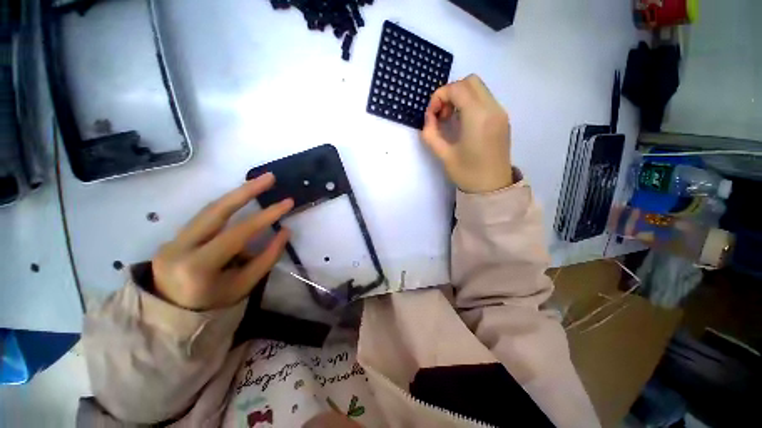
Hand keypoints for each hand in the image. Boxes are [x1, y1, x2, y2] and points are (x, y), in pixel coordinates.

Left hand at [151, 173, 292, 310]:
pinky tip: (242, 202)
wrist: (171, 316)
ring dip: (237, 194)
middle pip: (215, 210)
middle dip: (245, 190)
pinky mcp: (173, 236)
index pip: (237, 234)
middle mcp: (179, 248)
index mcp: (198, 267)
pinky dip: (227, 208)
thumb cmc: (213, 304)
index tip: (287, 202)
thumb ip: (267, 257)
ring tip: (259, 183)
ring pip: (208, 209)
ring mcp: (172, 240)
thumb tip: (285, 231)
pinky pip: (204, 218)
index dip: (265, 216)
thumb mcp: (245, 285)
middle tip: (269, 177)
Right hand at [422, 74, 513, 192]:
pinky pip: (485, 99)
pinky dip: (470, 104)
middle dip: (450, 93)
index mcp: (478, 117)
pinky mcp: (502, 119)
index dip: (439, 96)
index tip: (432, 115)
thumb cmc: (467, 173)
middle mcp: (493, 109)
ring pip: (479, 89)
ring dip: (461, 97)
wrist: (492, 188)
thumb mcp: (444, 155)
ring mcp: (500, 113)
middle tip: (442, 115)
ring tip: (451, 120)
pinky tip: (463, 124)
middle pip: (470, 81)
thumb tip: (428, 119)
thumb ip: (431, 134)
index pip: (457, 88)